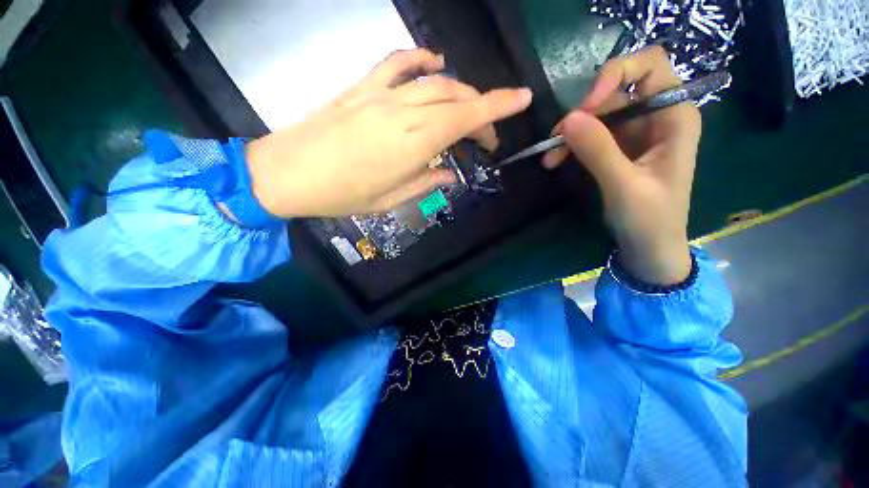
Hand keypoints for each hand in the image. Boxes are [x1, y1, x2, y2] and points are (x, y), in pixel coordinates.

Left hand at [245, 49, 532, 217]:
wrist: (286, 173)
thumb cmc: (341, 195)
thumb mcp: (390, 200)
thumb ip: (425, 182)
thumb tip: (448, 173)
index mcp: (412, 144)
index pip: (465, 117)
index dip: (498, 106)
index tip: (522, 101)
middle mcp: (402, 111)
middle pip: (455, 98)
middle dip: (480, 113)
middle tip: (485, 138)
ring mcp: (380, 94)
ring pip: (434, 82)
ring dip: (459, 93)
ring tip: (467, 112)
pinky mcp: (362, 88)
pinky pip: (398, 63)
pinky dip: (422, 60)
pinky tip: (435, 65)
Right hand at [543, 47, 700, 285]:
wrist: (649, 247)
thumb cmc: (650, 220)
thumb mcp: (625, 186)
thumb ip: (599, 151)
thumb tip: (567, 120)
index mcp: (674, 116)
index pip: (649, 65)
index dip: (616, 74)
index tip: (586, 106)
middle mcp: (655, 116)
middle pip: (614, 91)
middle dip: (583, 112)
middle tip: (557, 140)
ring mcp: (634, 132)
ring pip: (596, 114)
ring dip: (570, 132)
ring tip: (550, 158)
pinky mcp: (617, 148)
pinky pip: (589, 135)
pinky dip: (570, 145)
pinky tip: (555, 161)